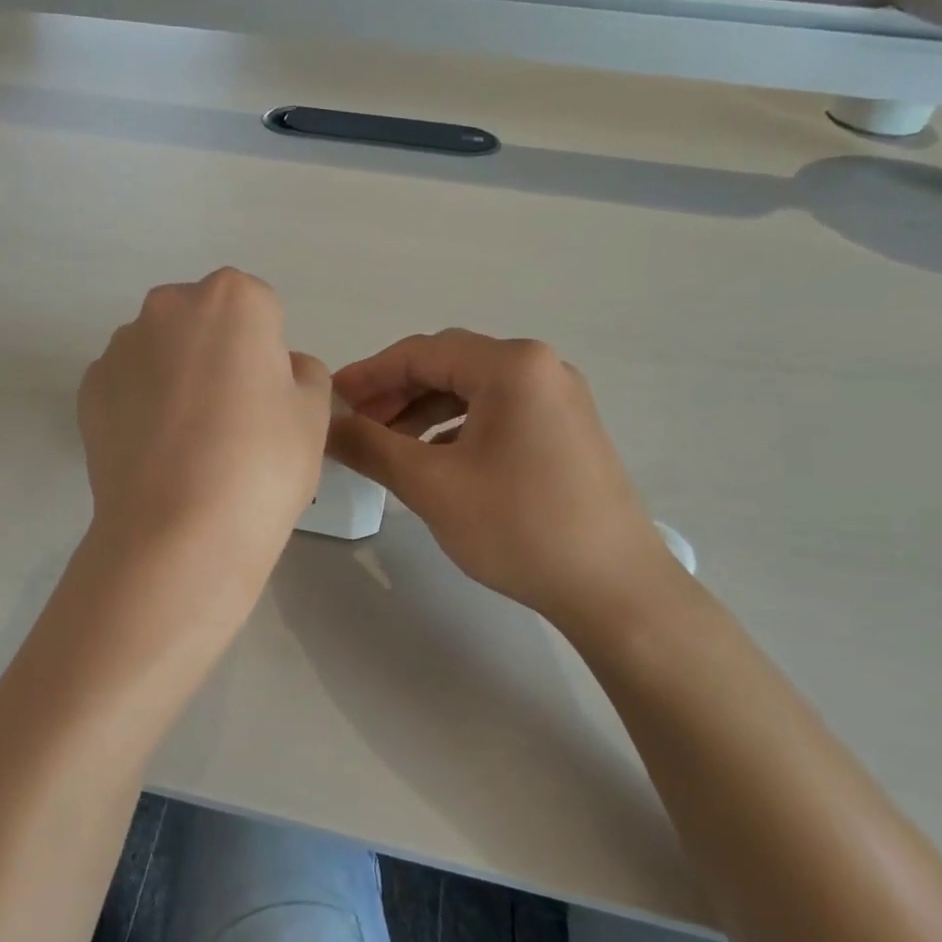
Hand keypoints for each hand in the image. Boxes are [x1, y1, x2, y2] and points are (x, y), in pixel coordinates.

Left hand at [79, 269, 330, 584]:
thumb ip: (304, 374)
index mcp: (232, 299)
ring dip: (175, 377)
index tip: (265, 400)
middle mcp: (168, 307)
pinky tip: (156, 452)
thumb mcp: (314, 415)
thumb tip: (277, 370)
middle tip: (230, 417)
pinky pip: (127, 385)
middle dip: (217, 353)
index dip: (266, 355)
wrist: (177, 532)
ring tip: (188, 443)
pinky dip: (140, 405)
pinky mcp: (88, 389)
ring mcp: (120, 347)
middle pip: (203, 321)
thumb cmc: (261, 463)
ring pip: (160, 351)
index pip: (260, 309)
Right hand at [328, 331, 687, 639]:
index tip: (329, 401)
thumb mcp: (432, 485)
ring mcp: (559, 398)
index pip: (420, 352)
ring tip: (386, 445)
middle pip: (448, 365)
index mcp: (511, 366)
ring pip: (472, 390)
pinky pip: (497, 412)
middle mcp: (540, 367)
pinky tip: (433, 458)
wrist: (614, 588)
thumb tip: (327, 425)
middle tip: (354, 425)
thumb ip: (370, 446)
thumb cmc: (519, 528)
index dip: (367, 375)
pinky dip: (455, 427)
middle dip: (394, 392)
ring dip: (422, 410)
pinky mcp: (565, 429)